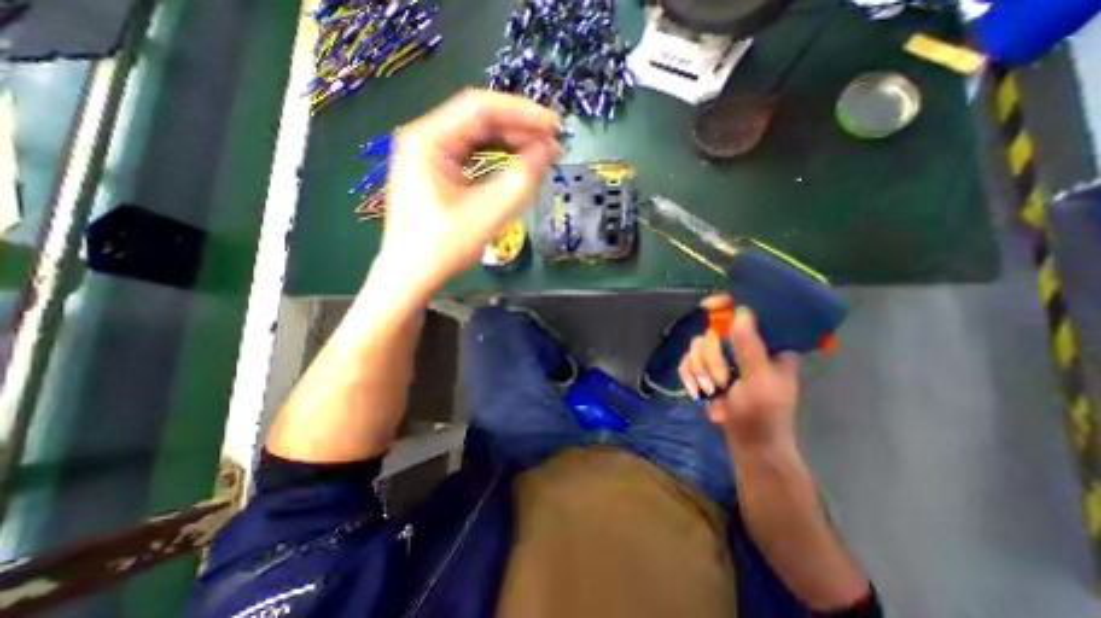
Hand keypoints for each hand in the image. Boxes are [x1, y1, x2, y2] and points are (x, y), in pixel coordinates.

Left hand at [377, 89, 562, 302]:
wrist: (410, 276)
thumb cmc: (442, 248)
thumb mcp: (487, 215)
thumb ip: (520, 181)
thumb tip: (549, 151)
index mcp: (428, 140)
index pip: (480, 108)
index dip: (522, 113)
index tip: (554, 125)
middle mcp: (426, 138)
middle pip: (479, 120)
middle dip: (519, 129)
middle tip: (553, 144)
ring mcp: (430, 155)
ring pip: (477, 136)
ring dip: (511, 143)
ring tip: (542, 155)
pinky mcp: (437, 171)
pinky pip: (473, 154)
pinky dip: (498, 157)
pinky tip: (518, 164)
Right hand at [681, 294, 799, 453]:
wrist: (748, 442)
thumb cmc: (763, 414)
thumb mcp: (760, 381)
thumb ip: (749, 348)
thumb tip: (740, 312)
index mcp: (766, 343)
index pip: (746, 311)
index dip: (726, 305)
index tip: (708, 308)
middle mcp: (742, 344)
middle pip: (712, 330)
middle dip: (710, 358)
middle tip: (721, 380)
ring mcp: (722, 356)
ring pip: (696, 345)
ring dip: (699, 369)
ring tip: (712, 390)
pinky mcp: (706, 368)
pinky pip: (687, 359)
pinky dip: (689, 374)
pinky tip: (697, 389)